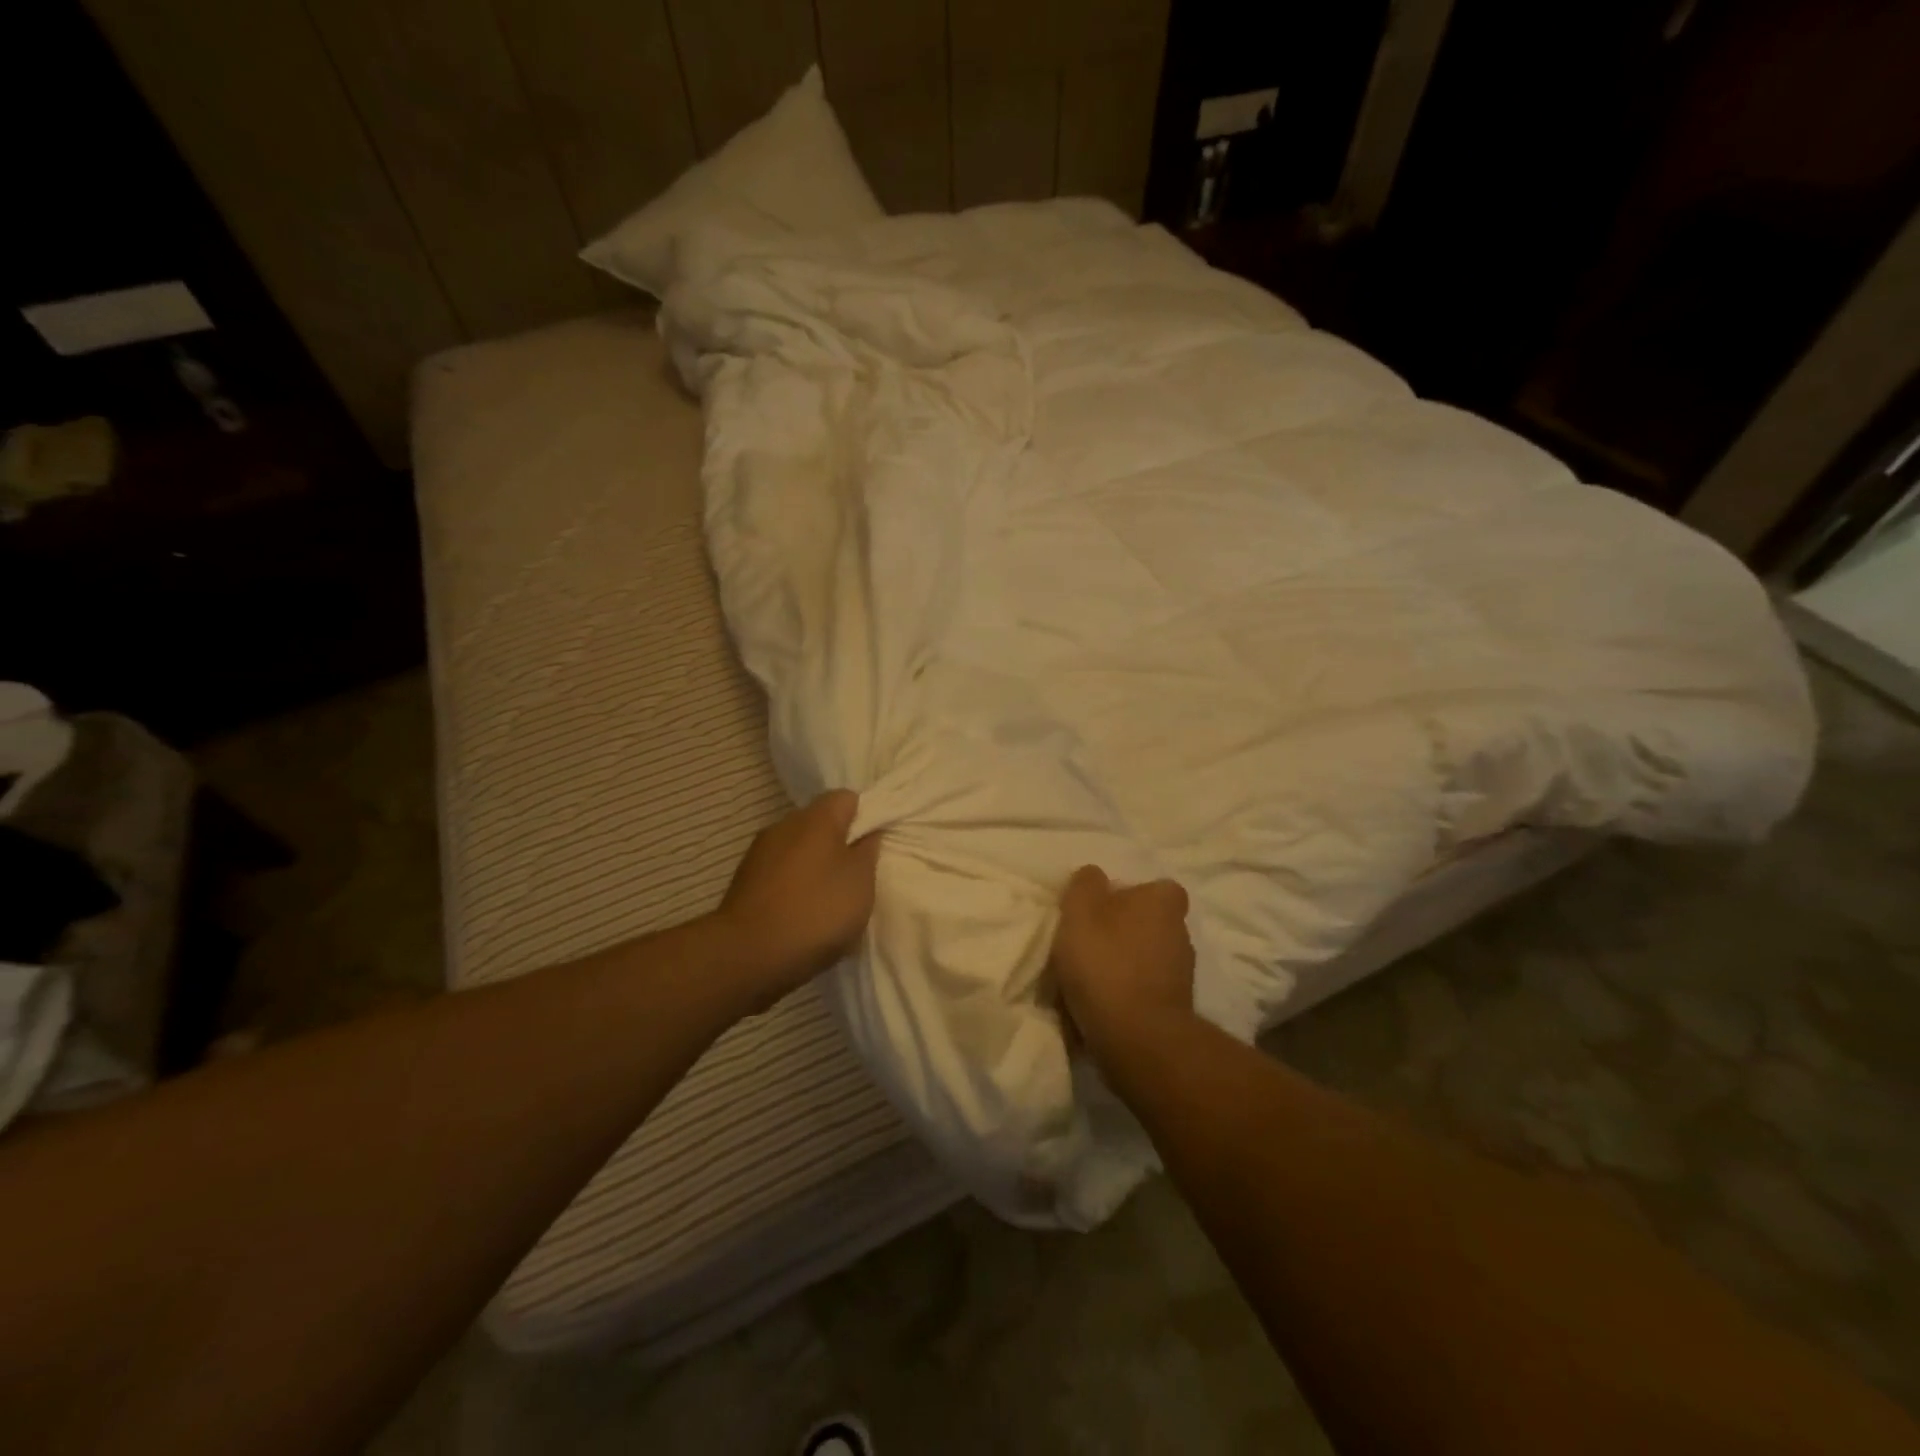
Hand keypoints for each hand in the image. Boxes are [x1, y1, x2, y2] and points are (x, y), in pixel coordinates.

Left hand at [713, 790, 880, 1004]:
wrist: (747, 955)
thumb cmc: (816, 911)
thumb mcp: (860, 882)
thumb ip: (868, 851)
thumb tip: (867, 833)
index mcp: (816, 818)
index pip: (847, 798)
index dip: (865, 817)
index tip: (875, 847)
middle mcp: (784, 825)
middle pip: (821, 824)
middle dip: (840, 845)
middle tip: (858, 877)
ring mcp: (760, 854)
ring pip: (799, 851)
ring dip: (816, 868)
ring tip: (831, 902)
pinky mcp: (745, 882)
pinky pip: (780, 875)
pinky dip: (795, 888)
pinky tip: (804, 917)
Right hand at [1049, 865, 1195, 1061]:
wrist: (1137, 1038)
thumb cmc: (1106, 963)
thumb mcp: (1080, 910)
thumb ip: (1085, 884)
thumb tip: (1094, 875)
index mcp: (1164, 902)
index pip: (1154, 888)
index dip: (1127, 896)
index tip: (1100, 910)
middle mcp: (1181, 932)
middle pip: (1148, 923)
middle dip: (1122, 931)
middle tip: (1088, 943)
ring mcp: (1182, 974)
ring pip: (1145, 959)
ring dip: (1123, 966)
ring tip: (1087, 980)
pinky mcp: (1175, 1009)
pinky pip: (1144, 992)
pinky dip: (1125, 995)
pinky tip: (1099, 1006)